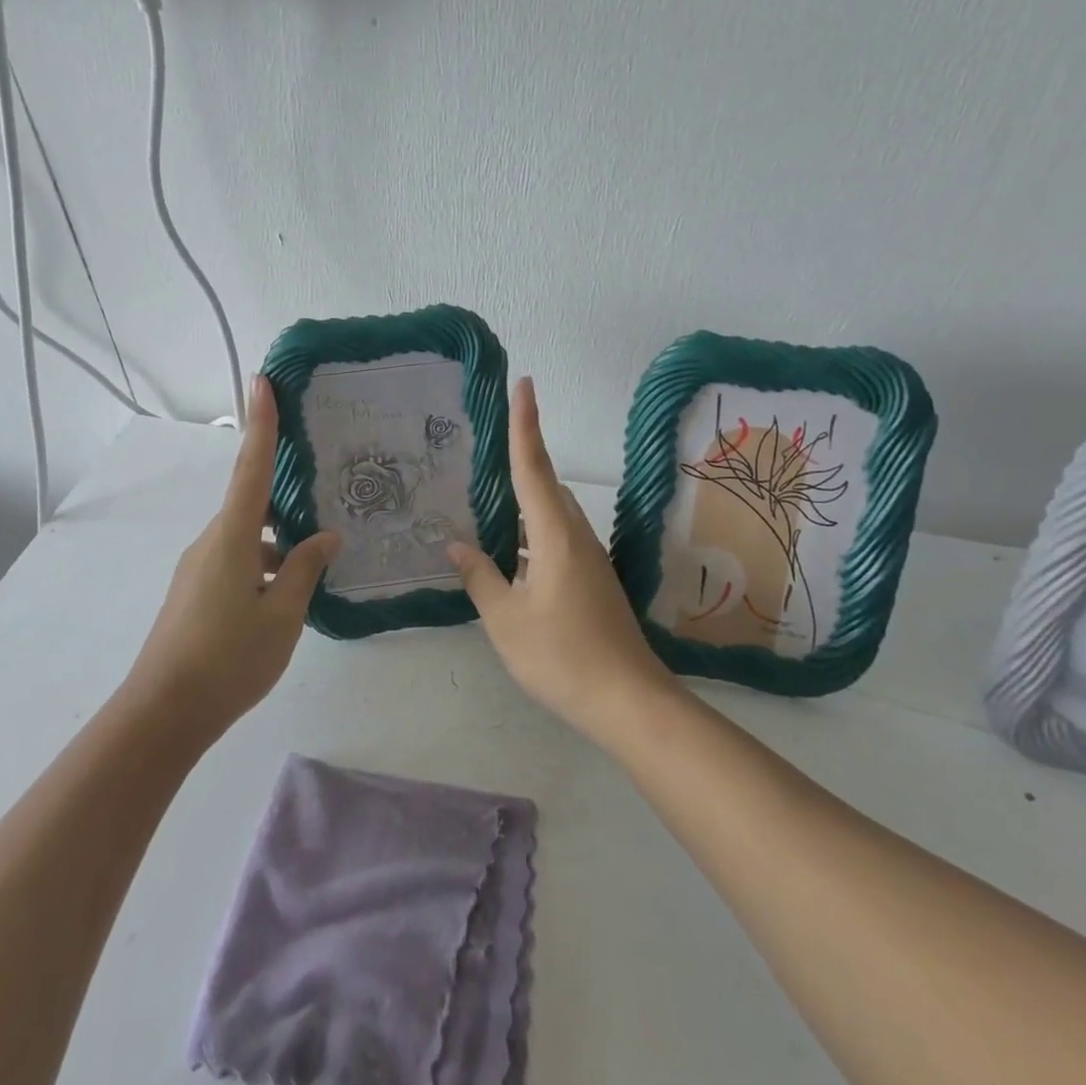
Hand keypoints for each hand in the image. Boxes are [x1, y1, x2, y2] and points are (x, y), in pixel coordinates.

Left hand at [124, 376, 337, 739]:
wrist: (163, 713)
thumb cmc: (229, 659)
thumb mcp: (283, 615)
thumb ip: (305, 570)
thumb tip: (324, 538)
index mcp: (232, 538)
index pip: (251, 468)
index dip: (261, 422)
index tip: (262, 380)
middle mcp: (211, 542)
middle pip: (251, 503)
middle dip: (284, 495)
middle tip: (322, 485)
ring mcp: (199, 568)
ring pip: (247, 538)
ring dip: (279, 542)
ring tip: (319, 558)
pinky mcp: (195, 592)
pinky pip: (237, 561)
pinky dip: (264, 565)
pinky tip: (289, 593)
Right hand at [449, 378, 681, 747]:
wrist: (628, 701)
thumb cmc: (562, 655)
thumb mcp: (506, 619)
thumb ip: (480, 576)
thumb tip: (457, 544)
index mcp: (555, 534)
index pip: (534, 466)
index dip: (526, 423)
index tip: (524, 383)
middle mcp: (576, 536)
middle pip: (545, 485)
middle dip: (520, 461)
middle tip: (483, 450)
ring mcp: (589, 559)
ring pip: (551, 515)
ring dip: (523, 504)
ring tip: (485, 504)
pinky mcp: (592, 580)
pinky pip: (556, 539)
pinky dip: (531, 534)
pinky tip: (509, 556)